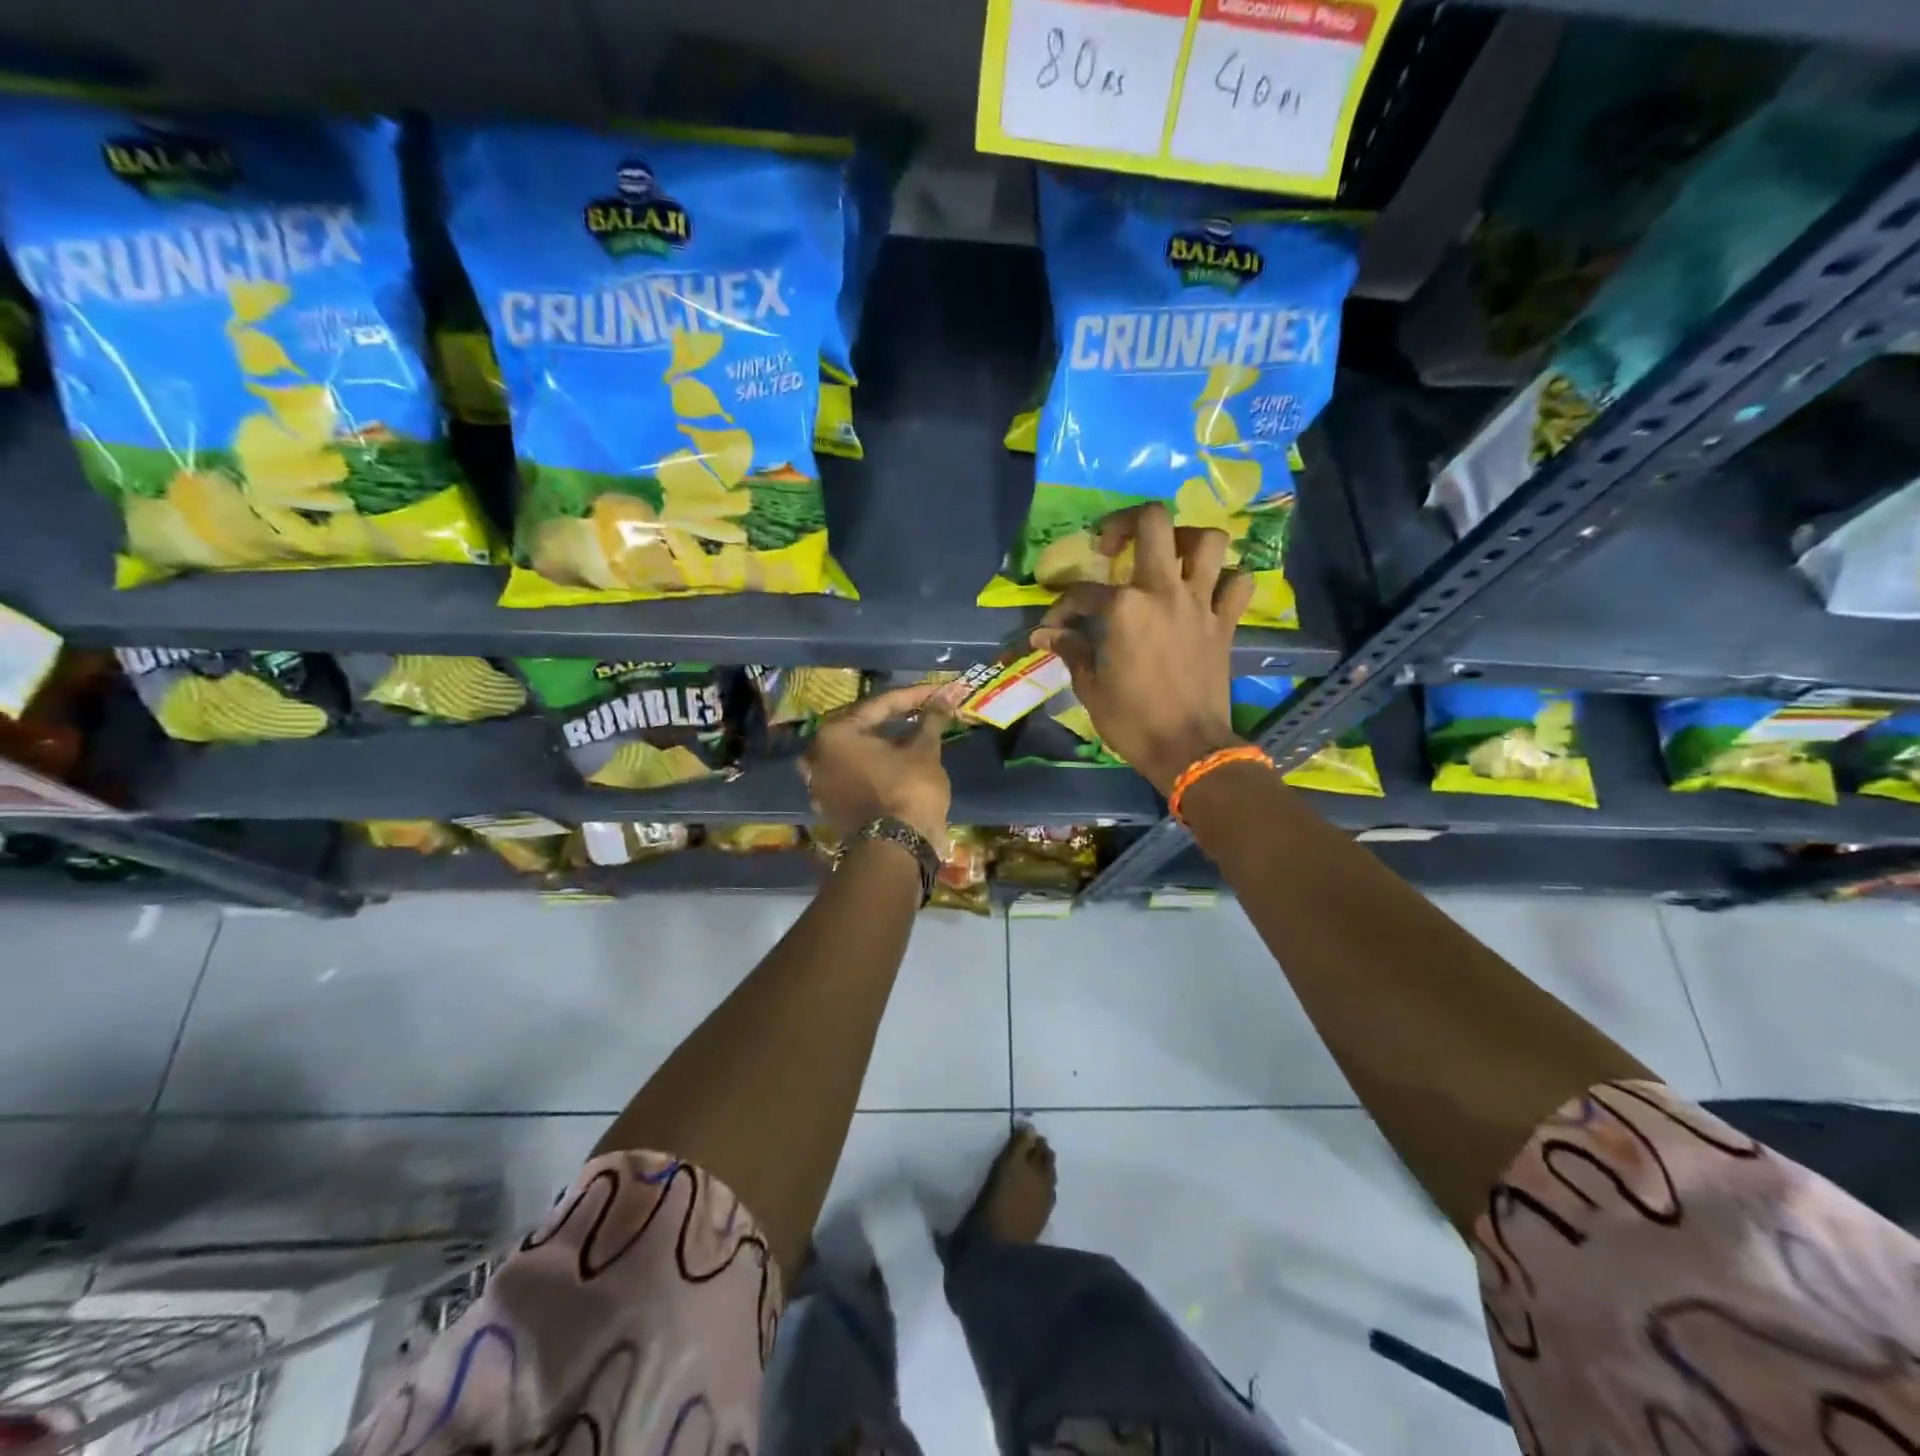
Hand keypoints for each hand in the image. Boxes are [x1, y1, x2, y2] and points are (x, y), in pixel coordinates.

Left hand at [800, 682, 956, 846]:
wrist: (897, 848)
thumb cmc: (908, 790)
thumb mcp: (924, 751)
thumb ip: (931, 719)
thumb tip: (948, 694)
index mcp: (834, 734)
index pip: (879, 706)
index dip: (914, 697)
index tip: (938, 692)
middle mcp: (817, 755)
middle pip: (861, 727)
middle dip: (893, 718)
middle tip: (923, 709)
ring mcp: (820, 784)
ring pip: (855, 753)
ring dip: (881, 742)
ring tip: (909, 734)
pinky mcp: (831, 806)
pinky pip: (853, 776)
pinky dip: (873, 766)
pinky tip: (895, 762)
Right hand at [1031, 503, 1250, 794]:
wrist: (1188, 749)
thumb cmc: (1132, 720)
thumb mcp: (1090, 687)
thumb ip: (1071, 651)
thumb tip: (1045, 635)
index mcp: (1124, 607)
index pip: (1083, 592)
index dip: (1061, 607)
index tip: (1053, 628)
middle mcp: (1164, 591)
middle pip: (1154, 522)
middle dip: (1128, 521)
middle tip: (1115, 544)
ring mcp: (1200, 603)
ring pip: (1208, 541)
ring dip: (1188, 540)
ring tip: (1169, 558)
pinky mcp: (1225, 623)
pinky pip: (1238, 584)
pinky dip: (1226, 581)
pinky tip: (1207, 593)